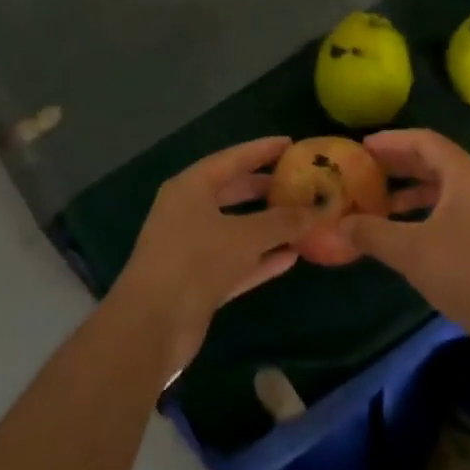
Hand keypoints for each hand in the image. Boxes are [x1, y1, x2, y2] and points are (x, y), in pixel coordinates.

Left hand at [109, 137, 315, 374]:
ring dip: (267, 228)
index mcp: (191, 188)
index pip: (232, 159)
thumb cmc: (196, 261)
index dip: (262, 150)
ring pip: (235, 229)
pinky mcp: (197, 281)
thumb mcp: (246, 236)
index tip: (291, 144)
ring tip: (301, 220)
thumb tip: (318, 211)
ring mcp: (190, 248)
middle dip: (265, 189)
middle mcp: (187, 212)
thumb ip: (283, 222)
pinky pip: (235, 262)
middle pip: (232, 192)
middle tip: (299, 184)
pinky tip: (290, 259)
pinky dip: (259, 259)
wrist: (151, 325)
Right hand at [342, 130, 469, 351]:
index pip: (424, 141)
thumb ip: (371, 232)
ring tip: (381, 204)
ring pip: (447, 189)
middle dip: (400, 164)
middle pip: (437, 161)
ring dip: (414, 192)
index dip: (392, 141)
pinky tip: (409, 235)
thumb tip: (339, 225)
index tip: (362, 147)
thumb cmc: (466, 272)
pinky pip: (456, 211)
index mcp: (465, 174)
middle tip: (367, 170)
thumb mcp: (410, 250)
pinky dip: (429, 213)